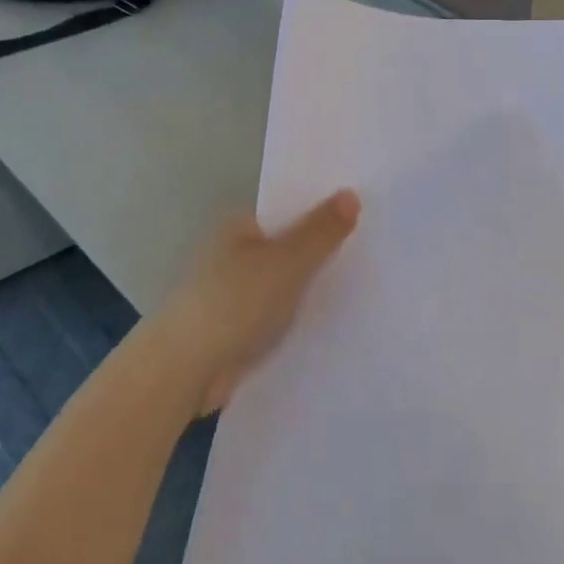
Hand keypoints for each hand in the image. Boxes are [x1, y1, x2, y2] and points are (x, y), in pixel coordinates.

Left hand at [150, 191, 361, 415]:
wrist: (186, 370)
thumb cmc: (234, 303)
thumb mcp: (287, 262)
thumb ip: (320, 232)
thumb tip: (351, 193)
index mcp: (240, 227)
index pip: (289, 209)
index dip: (325, 209)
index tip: (367, 212)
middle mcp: (235, 254)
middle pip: (290, 245)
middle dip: (325, 249)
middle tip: (377, 249)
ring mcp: (236, 293)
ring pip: (287, 282)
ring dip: (315, 286)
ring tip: (369, 283)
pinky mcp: (240, 329)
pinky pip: (281, 314)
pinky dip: (302, 315)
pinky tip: (335, 321)